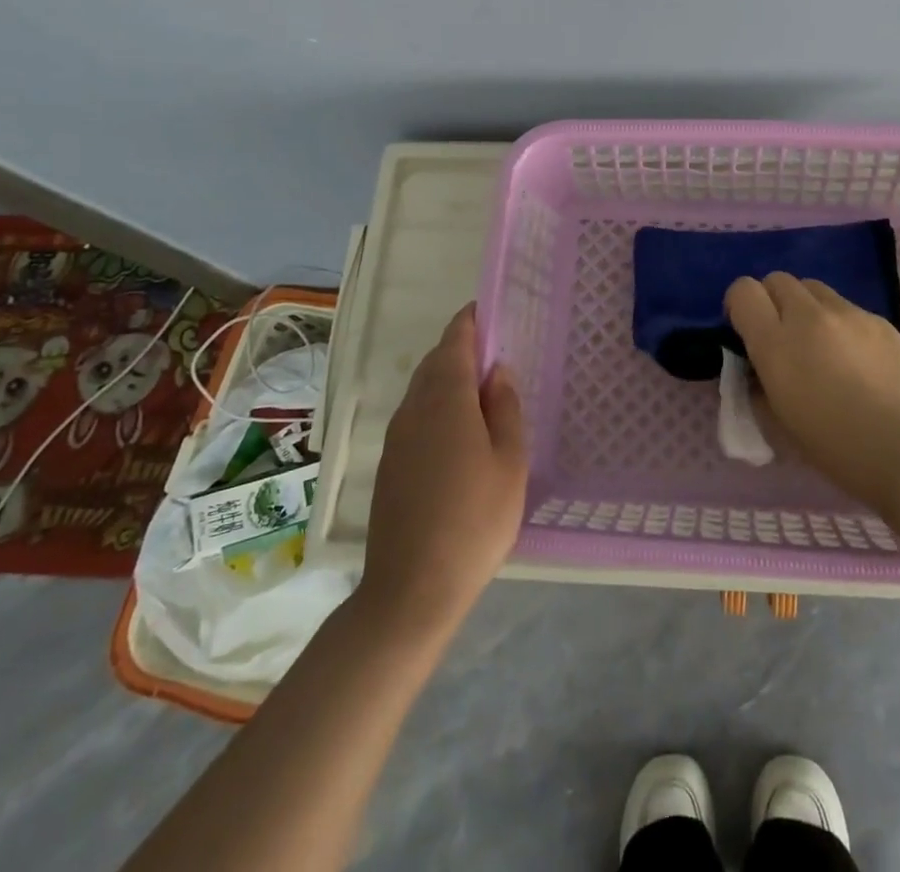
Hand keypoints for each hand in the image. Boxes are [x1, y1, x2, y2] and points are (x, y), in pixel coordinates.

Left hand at [358, 304, 526, 637]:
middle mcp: (414, 408)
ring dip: (449, 378)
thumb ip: (506, 408)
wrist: (411, 588)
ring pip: (423, 390)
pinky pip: (416, 416)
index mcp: (446, 398)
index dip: (471, 321)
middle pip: (435, 362)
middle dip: (461, 349)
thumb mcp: (510, 461)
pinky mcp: (390, 464)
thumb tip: (498, 372)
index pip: (455, 341)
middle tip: (495, 354)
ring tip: (482, 391)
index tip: (488, 310)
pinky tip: (459, 432)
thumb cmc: (475, 519)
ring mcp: (396, 437)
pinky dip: (438, 406)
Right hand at [726, 273, 899, 513]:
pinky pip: (847, 307)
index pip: (743, 291)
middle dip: (772, 301)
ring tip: (820, 343)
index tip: (745, 329)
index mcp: (776, 343)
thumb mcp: (780, 421)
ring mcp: (848, 313)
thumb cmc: (836, 449)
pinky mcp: (879, 320)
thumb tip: (758, 366)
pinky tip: (856, 359)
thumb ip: (760, 383)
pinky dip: (839, 323)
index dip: (739, 305)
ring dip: (805, 307)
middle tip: (782, 335)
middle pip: (778, 280)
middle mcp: (808, 316)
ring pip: (813, 288)